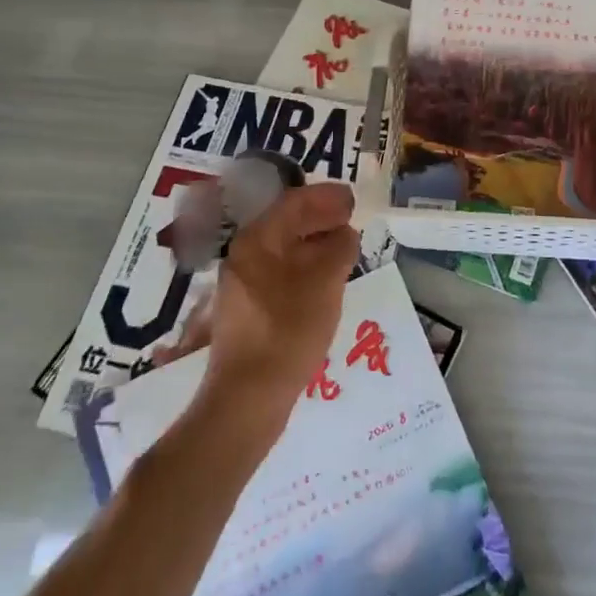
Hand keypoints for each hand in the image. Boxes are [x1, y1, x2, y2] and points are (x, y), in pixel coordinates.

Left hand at [201, 183, 360, 416]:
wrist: (247, 398)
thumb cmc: (288, 331)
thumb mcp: (325, 284)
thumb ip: (339, 249)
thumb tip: (345, 233)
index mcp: (257, 241)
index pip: (293, 203)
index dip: (325, 198)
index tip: (352, 199)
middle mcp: (244, 256)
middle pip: (285, 224)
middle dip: (320, 217)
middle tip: (351, 217)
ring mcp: (243, 285)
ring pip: (284, 250)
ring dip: (314, 243)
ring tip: (344, 246)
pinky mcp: (249, 310)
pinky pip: (281, 273)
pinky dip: (305, 266)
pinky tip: (325, 279)